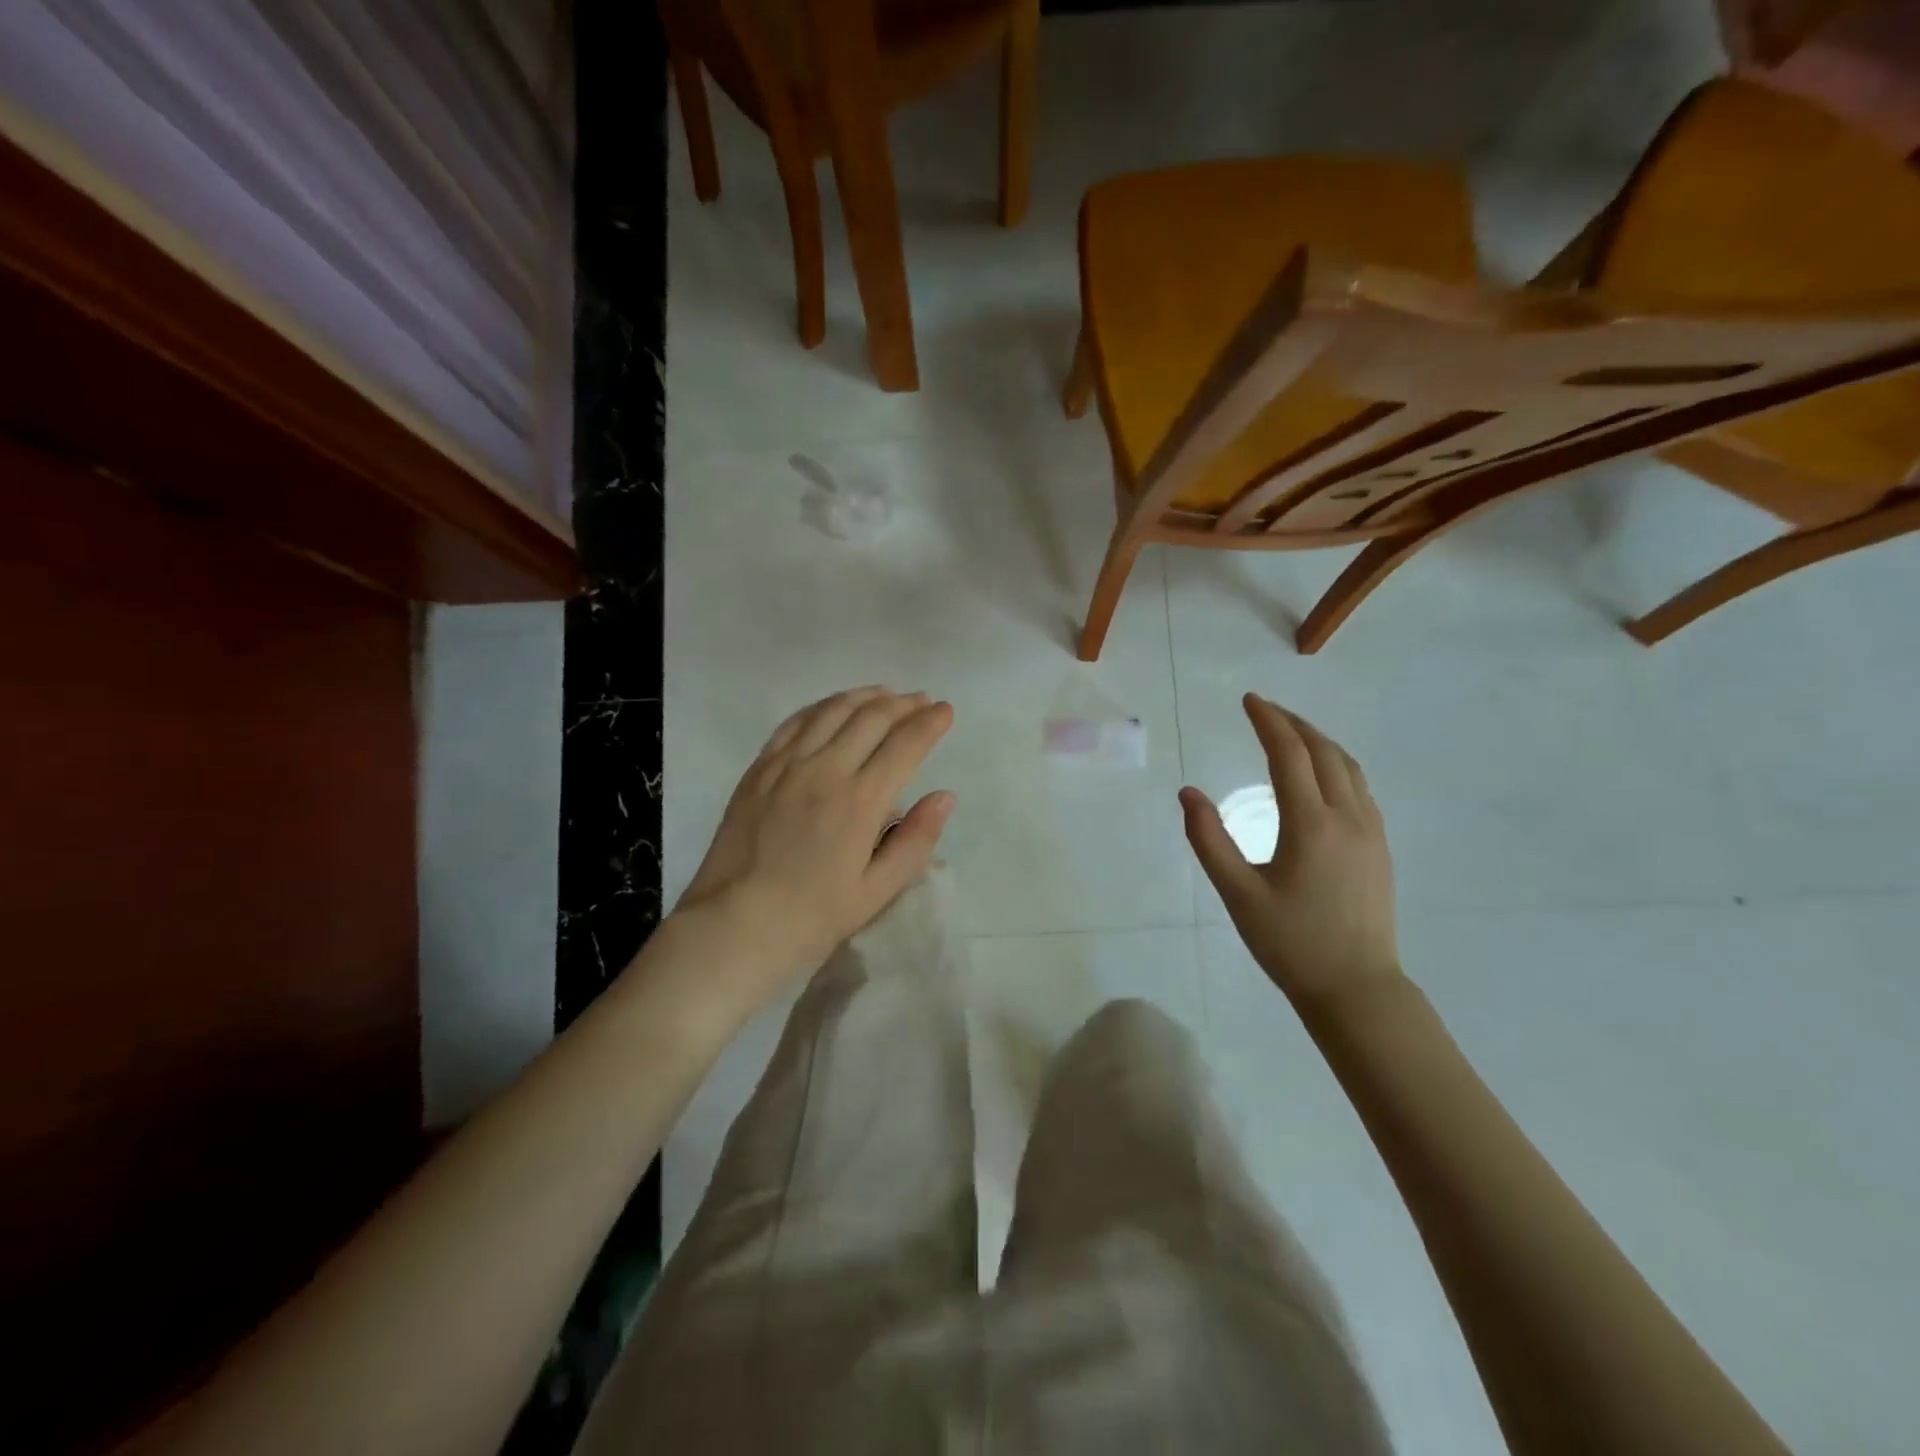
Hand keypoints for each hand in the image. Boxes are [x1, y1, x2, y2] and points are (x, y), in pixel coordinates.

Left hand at [674, 687, 956, 993]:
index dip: (930, 722)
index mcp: (861, 801)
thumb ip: (915, 840)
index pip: (905, 744)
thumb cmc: (812, 916)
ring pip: (833, 710)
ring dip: (865, 696)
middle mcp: (825, 769)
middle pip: (872, 717)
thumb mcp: (877, 891)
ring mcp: (787, 764)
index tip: (945, 711)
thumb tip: (945, 796)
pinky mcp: (759, 768)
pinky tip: (834, 706)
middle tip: (922, 701)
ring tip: (886, 694)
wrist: (735, 924)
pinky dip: (822, 706)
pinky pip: (795, 722)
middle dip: (904, 703)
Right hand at [1180, 694, 1402, 1015]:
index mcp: (1311, 825)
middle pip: (1323, 752)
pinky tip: (1323, 774)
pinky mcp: (1379, 847)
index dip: (1268, 722)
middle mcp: (1347, 817)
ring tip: (1291, 732)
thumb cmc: (1291, 943)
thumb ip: (1209, 840)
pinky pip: (1360, 787)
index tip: (1249, 701)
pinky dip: (1337, 764)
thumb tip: (1188, 793)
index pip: (1289, 755)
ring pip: (1348, 767)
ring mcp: (1370, 831)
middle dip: (1293, 724)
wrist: (1356, 987)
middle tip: (1264, 709)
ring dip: (1319, 741)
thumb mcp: (1238, 894)